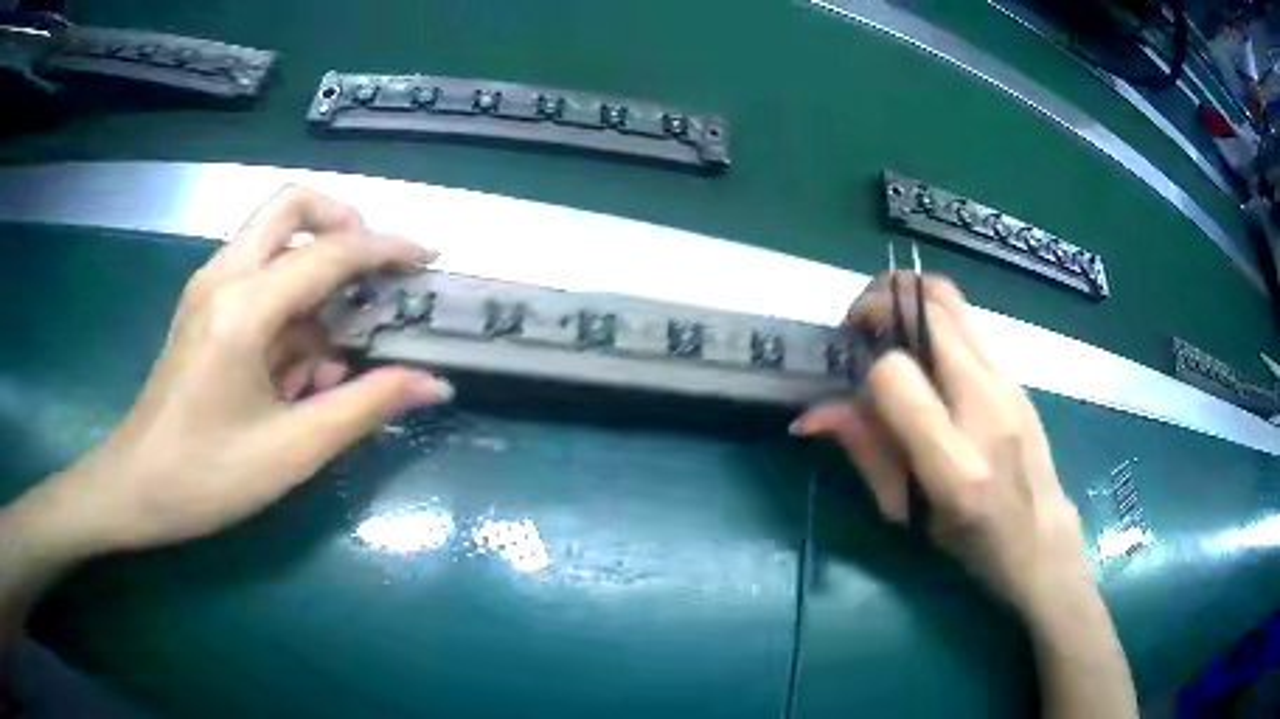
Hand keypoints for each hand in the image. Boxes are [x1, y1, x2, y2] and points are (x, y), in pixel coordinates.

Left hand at [19, 186, 454, 558]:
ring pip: (275, 239)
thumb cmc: (208, 476)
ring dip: (316, 274)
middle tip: (374, 270)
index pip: (330, 251)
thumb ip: (365, 406)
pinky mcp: (204, 307)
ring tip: (335, 349)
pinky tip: (298, 366)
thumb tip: (434, 384)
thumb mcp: (293, 449)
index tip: (430, 259)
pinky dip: (291, 303)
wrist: (136, 487)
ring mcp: (209, 287)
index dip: (387, 248)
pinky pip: (258, 276)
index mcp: (244, 307)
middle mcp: (224, 276)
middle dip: (344, 222)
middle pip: (293, 204)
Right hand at [793, 274, 1089, 614]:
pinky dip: (935, 319)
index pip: (896, 377)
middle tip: (857, 321)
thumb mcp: (906, 513)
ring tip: (886, 323)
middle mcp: (985, 408)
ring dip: (909, 295)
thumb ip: (865, 452)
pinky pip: (969, 326)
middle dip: (881, 297)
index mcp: (954, 463)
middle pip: (933, 309)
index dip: (864, 368)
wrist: (1041, 538)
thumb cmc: (970, 543)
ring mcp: (1008, 384)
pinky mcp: (1017, 376)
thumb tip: (811, 415)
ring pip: (954, 302)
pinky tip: (924, 354)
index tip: (851, 375)